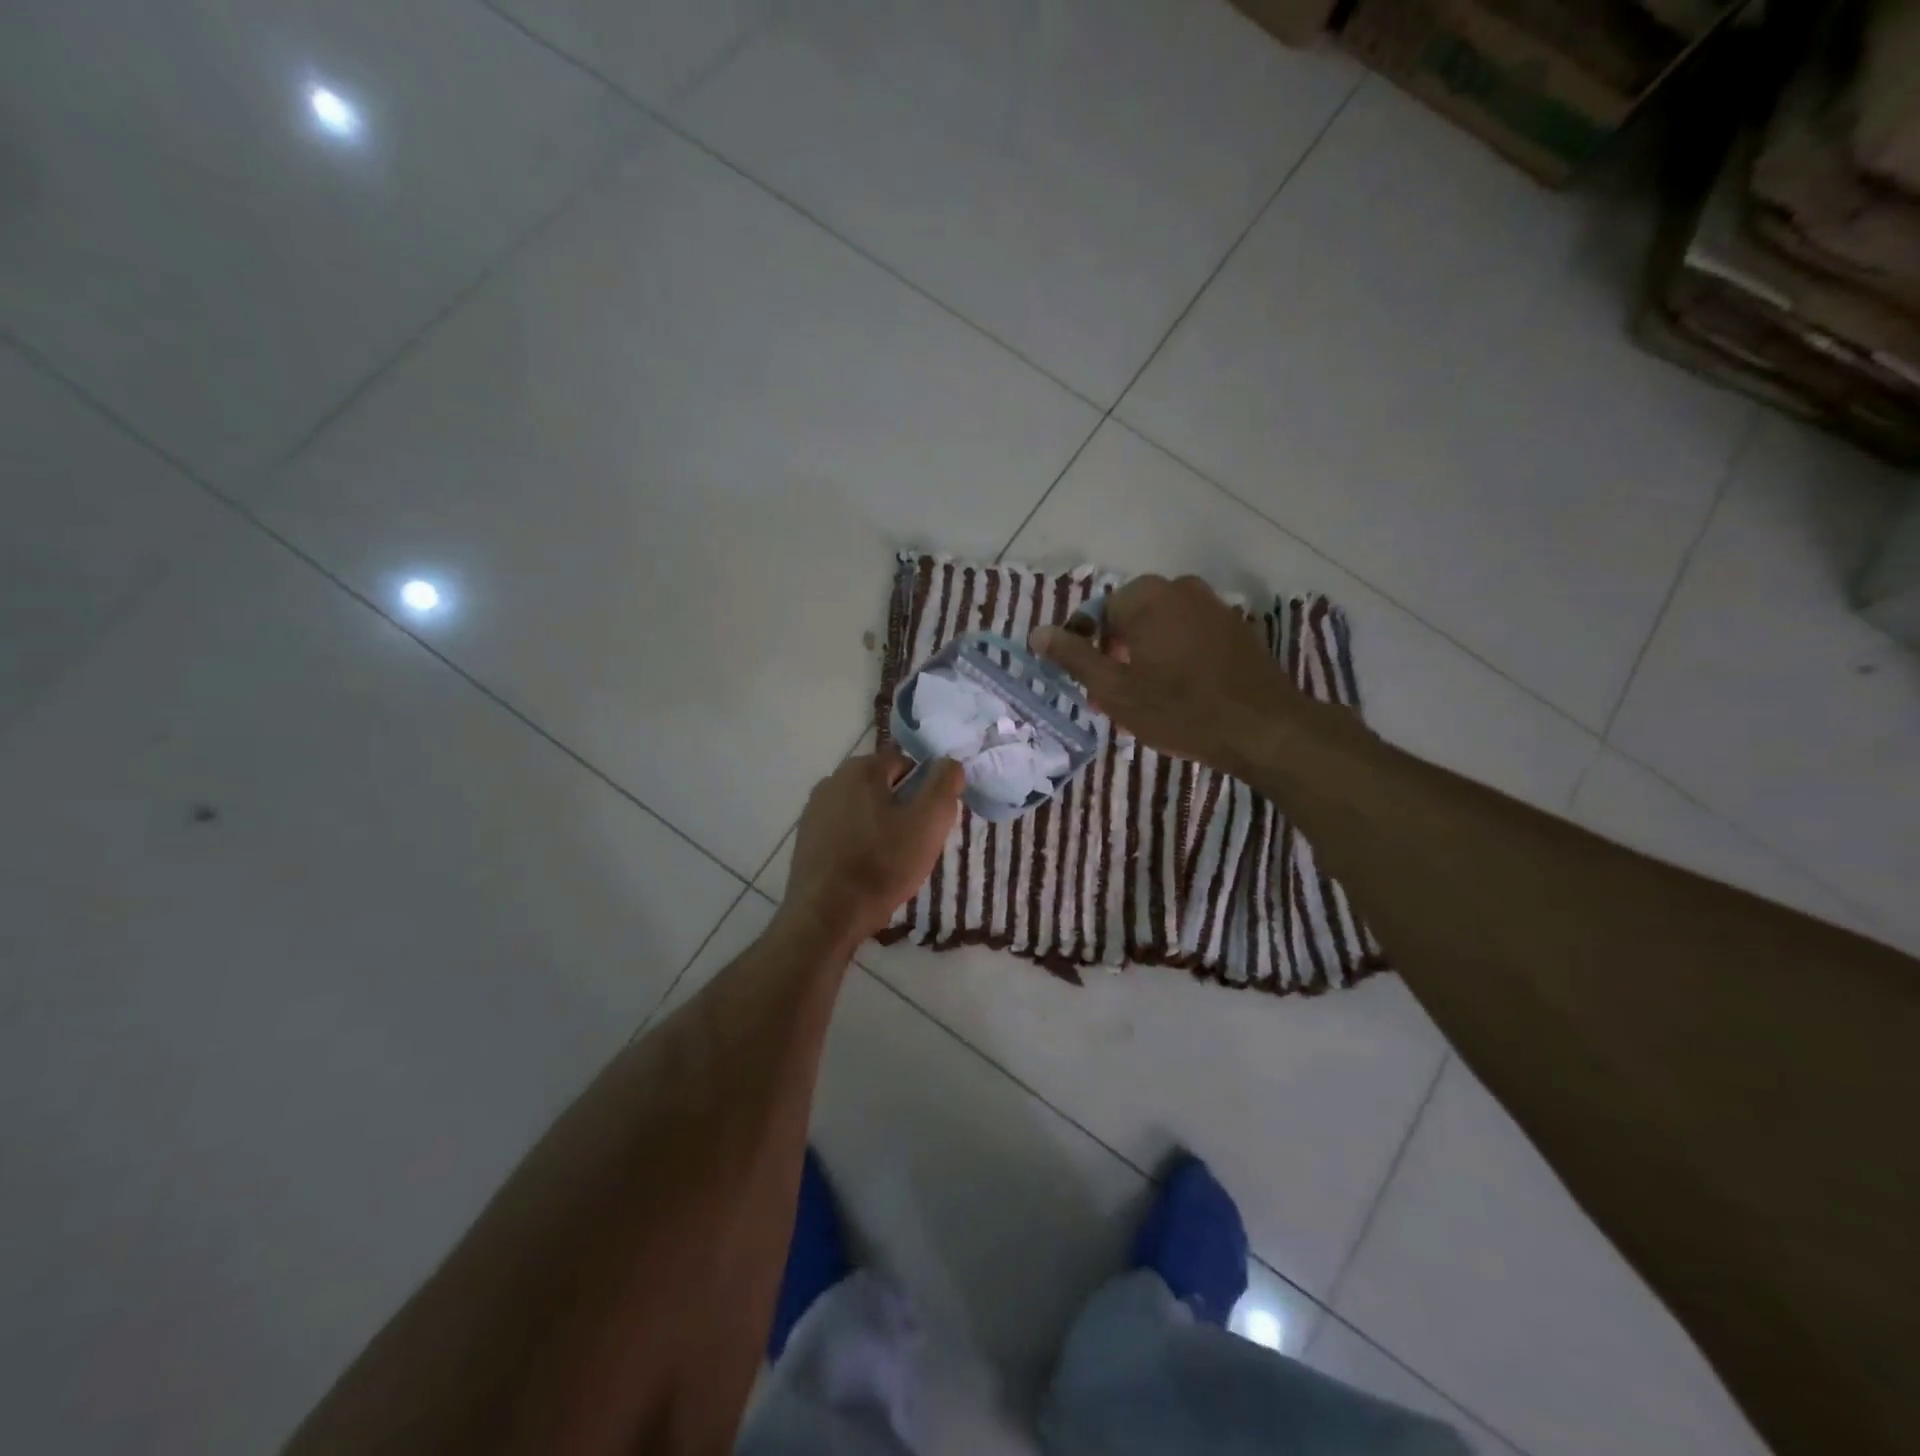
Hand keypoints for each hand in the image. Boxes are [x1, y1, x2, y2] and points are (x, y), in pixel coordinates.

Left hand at [781, 747, 964, 947]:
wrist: (826, 916)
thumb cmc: (882, 864)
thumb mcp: (928, 822)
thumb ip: (944, 785)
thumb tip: (950, 763)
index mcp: (860, 769)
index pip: (905, 762)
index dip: (925, 789)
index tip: (932, 820)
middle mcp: (831, 781)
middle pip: (882, 785)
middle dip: (903, 807)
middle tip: (917, 842)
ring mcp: (814, 811)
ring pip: (863, 809)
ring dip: (881, 826)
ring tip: (893, 860)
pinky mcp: (806, 840)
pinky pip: (844, 831)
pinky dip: (859, 843)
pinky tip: (867, 870)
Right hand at [1029, 574, 1311, 773]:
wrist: (1263, 728)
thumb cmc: (1179, 709)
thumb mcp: (1115, 689)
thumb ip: (1073, 657)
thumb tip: (1037, 633)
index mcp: (1146, 597)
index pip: (1098, 614)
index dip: (1087, 649)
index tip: (1091, 684)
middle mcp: (1180, 588)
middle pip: (1130, 618)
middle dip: (1117, 653)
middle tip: (1115, 696)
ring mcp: (1213, 605)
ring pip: (1160, 627)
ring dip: (1145, 656)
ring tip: (1145, 699)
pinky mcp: (1235, 627)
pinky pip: (1189, 635)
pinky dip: (1176, 656)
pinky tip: (1180, 692)